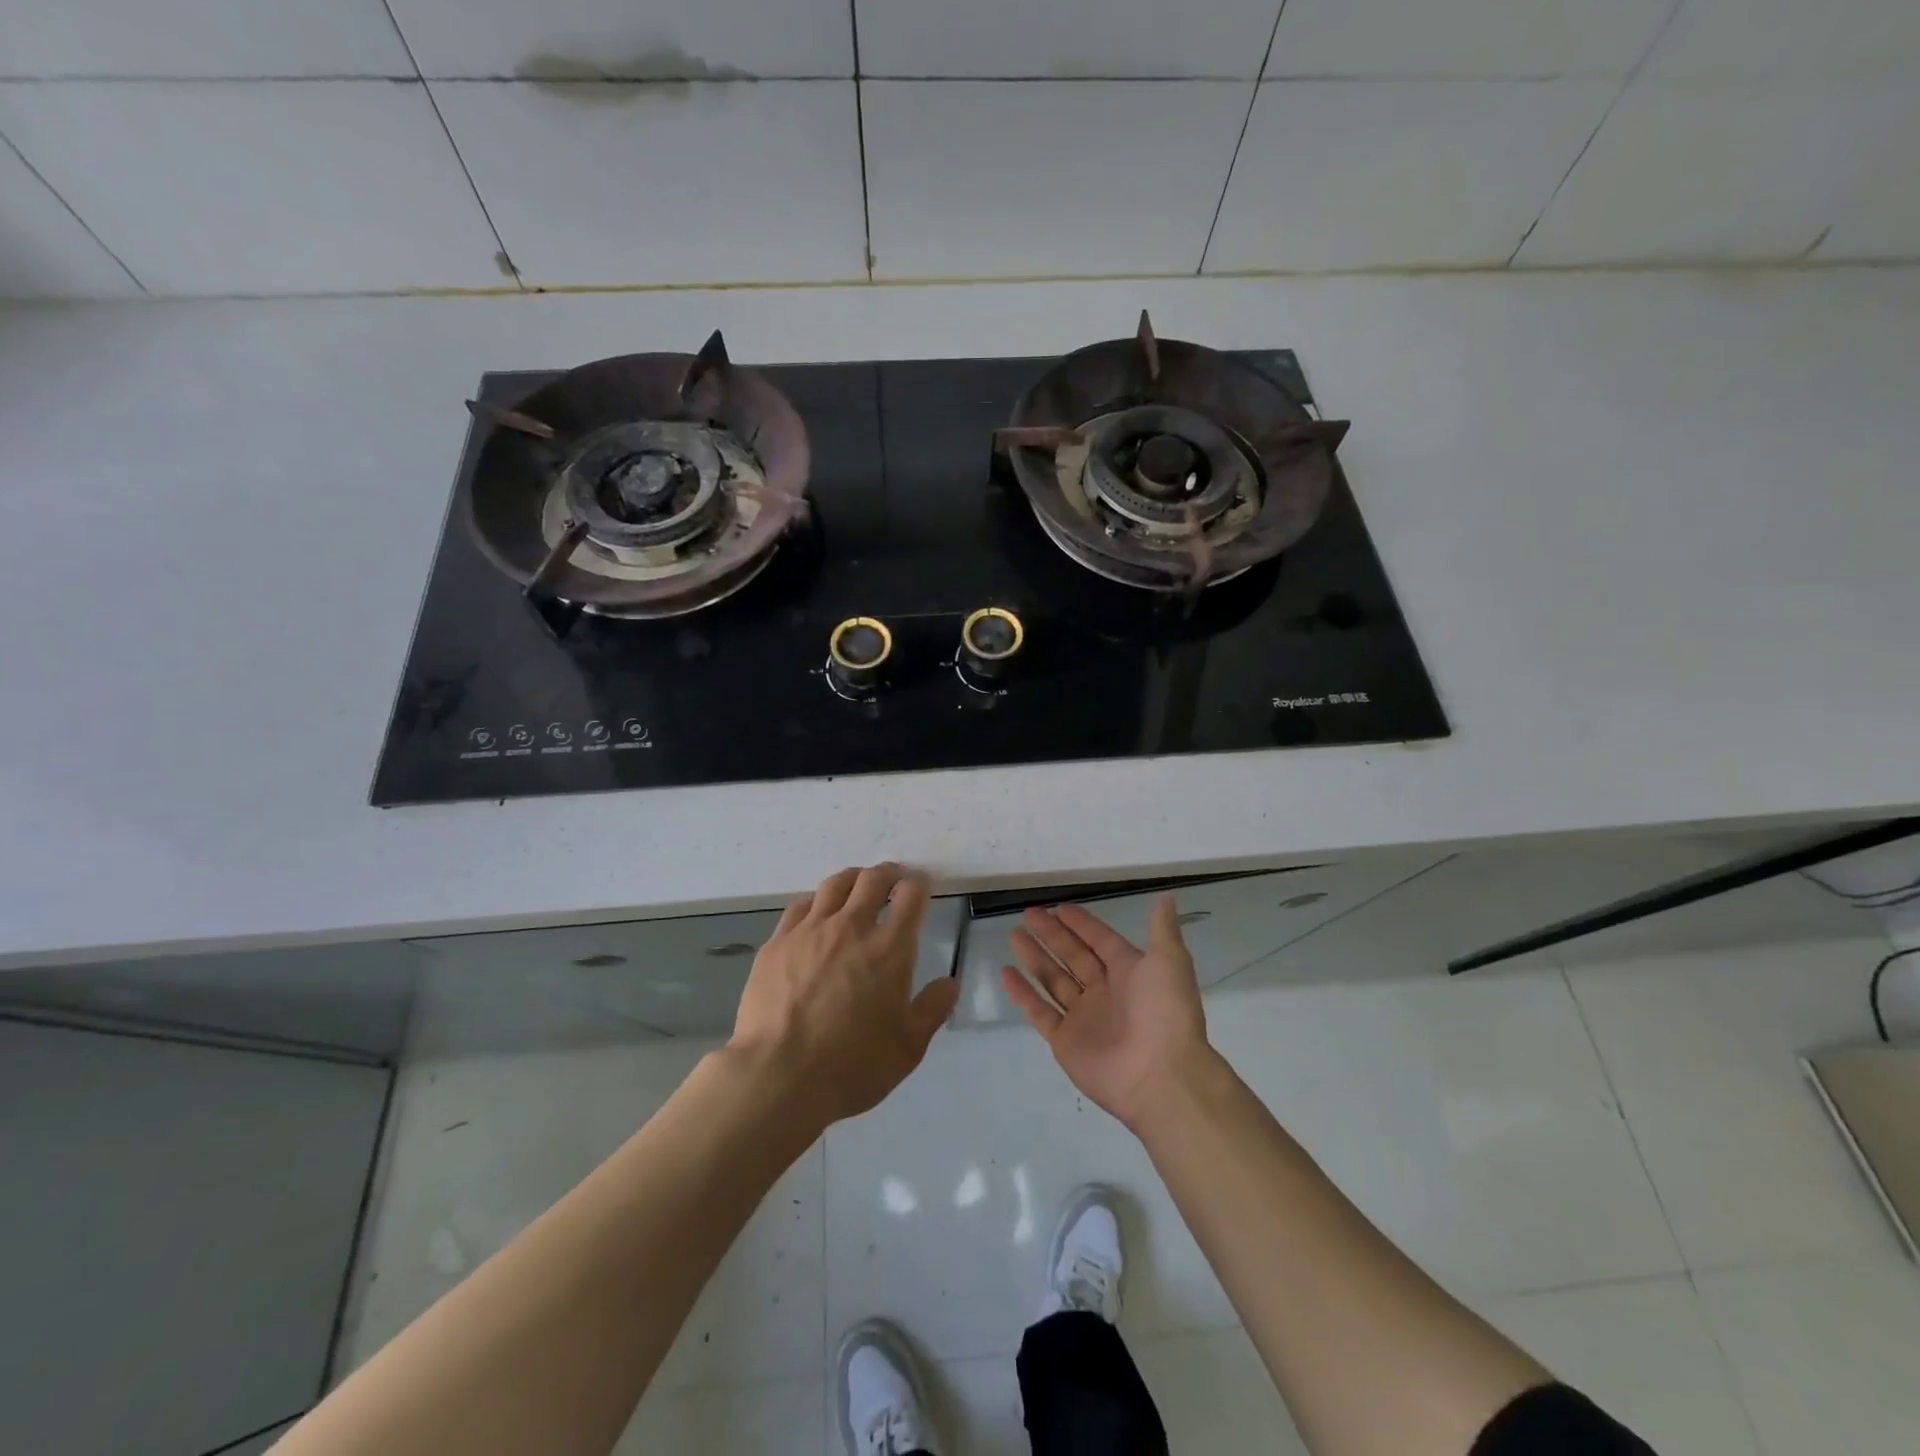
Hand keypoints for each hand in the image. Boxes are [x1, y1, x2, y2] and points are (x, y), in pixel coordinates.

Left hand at [729, 863, 959, 1127]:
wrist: (779, 1076)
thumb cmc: (853, 1065)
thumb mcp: (909, 1046)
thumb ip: (933, 1008)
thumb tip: (951, 982)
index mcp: (890, 949)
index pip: (911, 896)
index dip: (920, 884)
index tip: (922, 886)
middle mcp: (851, 927)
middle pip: (872, 879)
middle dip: (888, 873)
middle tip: (893, 879)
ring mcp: (810, 931)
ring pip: (834, 885)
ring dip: (853, 880)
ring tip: (857, 886)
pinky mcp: (777, 943)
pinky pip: (800, 906)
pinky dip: (816, 902)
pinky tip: (816, 914)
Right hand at [1000, 895, 1216, 1131]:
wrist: (1160, 1077)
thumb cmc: (1164, 1013)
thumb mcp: (1170, 962)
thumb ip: (1162, 929)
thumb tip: (1167, 897)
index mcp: (1130, 972)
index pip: (1100, 941)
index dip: (1081, 924)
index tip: (1058, 908)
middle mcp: (1105, 992)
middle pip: (1073, 956)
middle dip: (1052, 935)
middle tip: (1028, 914)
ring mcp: (1084, 1018)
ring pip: (1054, 980)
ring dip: (1035, 958)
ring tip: (1014, 936)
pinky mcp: (1065, 1042)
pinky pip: (1040, 1011)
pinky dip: (1022, 994)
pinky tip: (1006, 973)